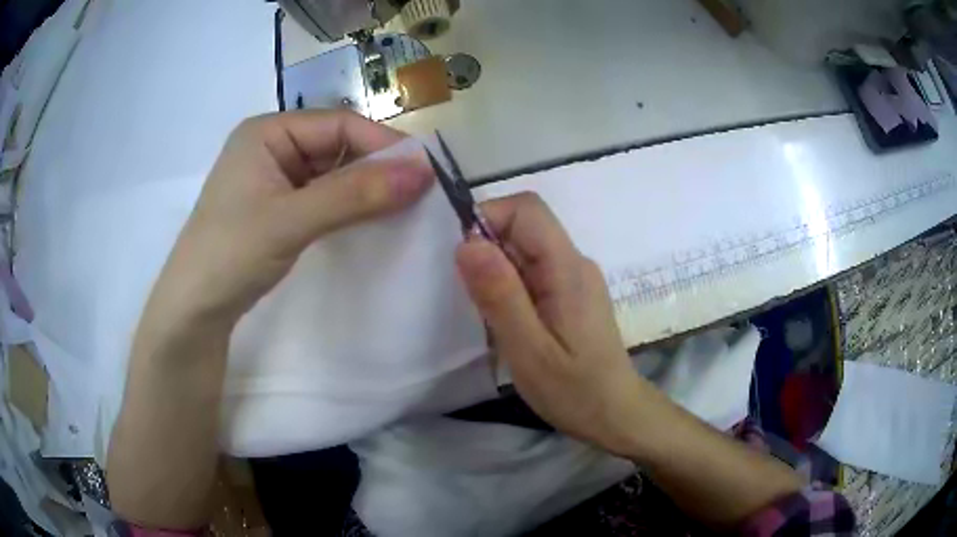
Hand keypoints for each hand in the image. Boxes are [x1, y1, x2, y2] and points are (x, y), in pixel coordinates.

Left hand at [148, 110, 433, 325]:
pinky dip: (348, 206)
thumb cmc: (230, 254)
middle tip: (421, 192)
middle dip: (376, 167)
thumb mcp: (291, 221)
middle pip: (337, 146)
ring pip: (333, 173)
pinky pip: (323, 196)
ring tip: (405, 206)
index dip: (383, 143)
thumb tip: (423, 173)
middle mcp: (272, 146)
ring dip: (365, 188)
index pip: (338, 124)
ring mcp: (274, 178)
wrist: (193, 310)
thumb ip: (354, 195)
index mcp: (268, 132)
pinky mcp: (278, 207)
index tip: (427, 170)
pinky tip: (371, 219)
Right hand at [455, 193, 651, 455]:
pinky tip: (508, 321)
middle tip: (474, 299)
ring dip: (497, 270)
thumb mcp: (529, 350)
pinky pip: (533, 270)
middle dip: (488, 249)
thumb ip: (499, 295)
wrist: (617, 414)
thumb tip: (467, 243)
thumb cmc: (575, 390)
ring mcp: (575, 277)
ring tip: (489, 315)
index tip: (463, 260)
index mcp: (567, 268)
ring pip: (525, 249)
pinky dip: (509, 285)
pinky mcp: (571, 294)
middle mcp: (574, 262)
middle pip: (525, 226)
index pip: (527, 209)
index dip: (488, 218)